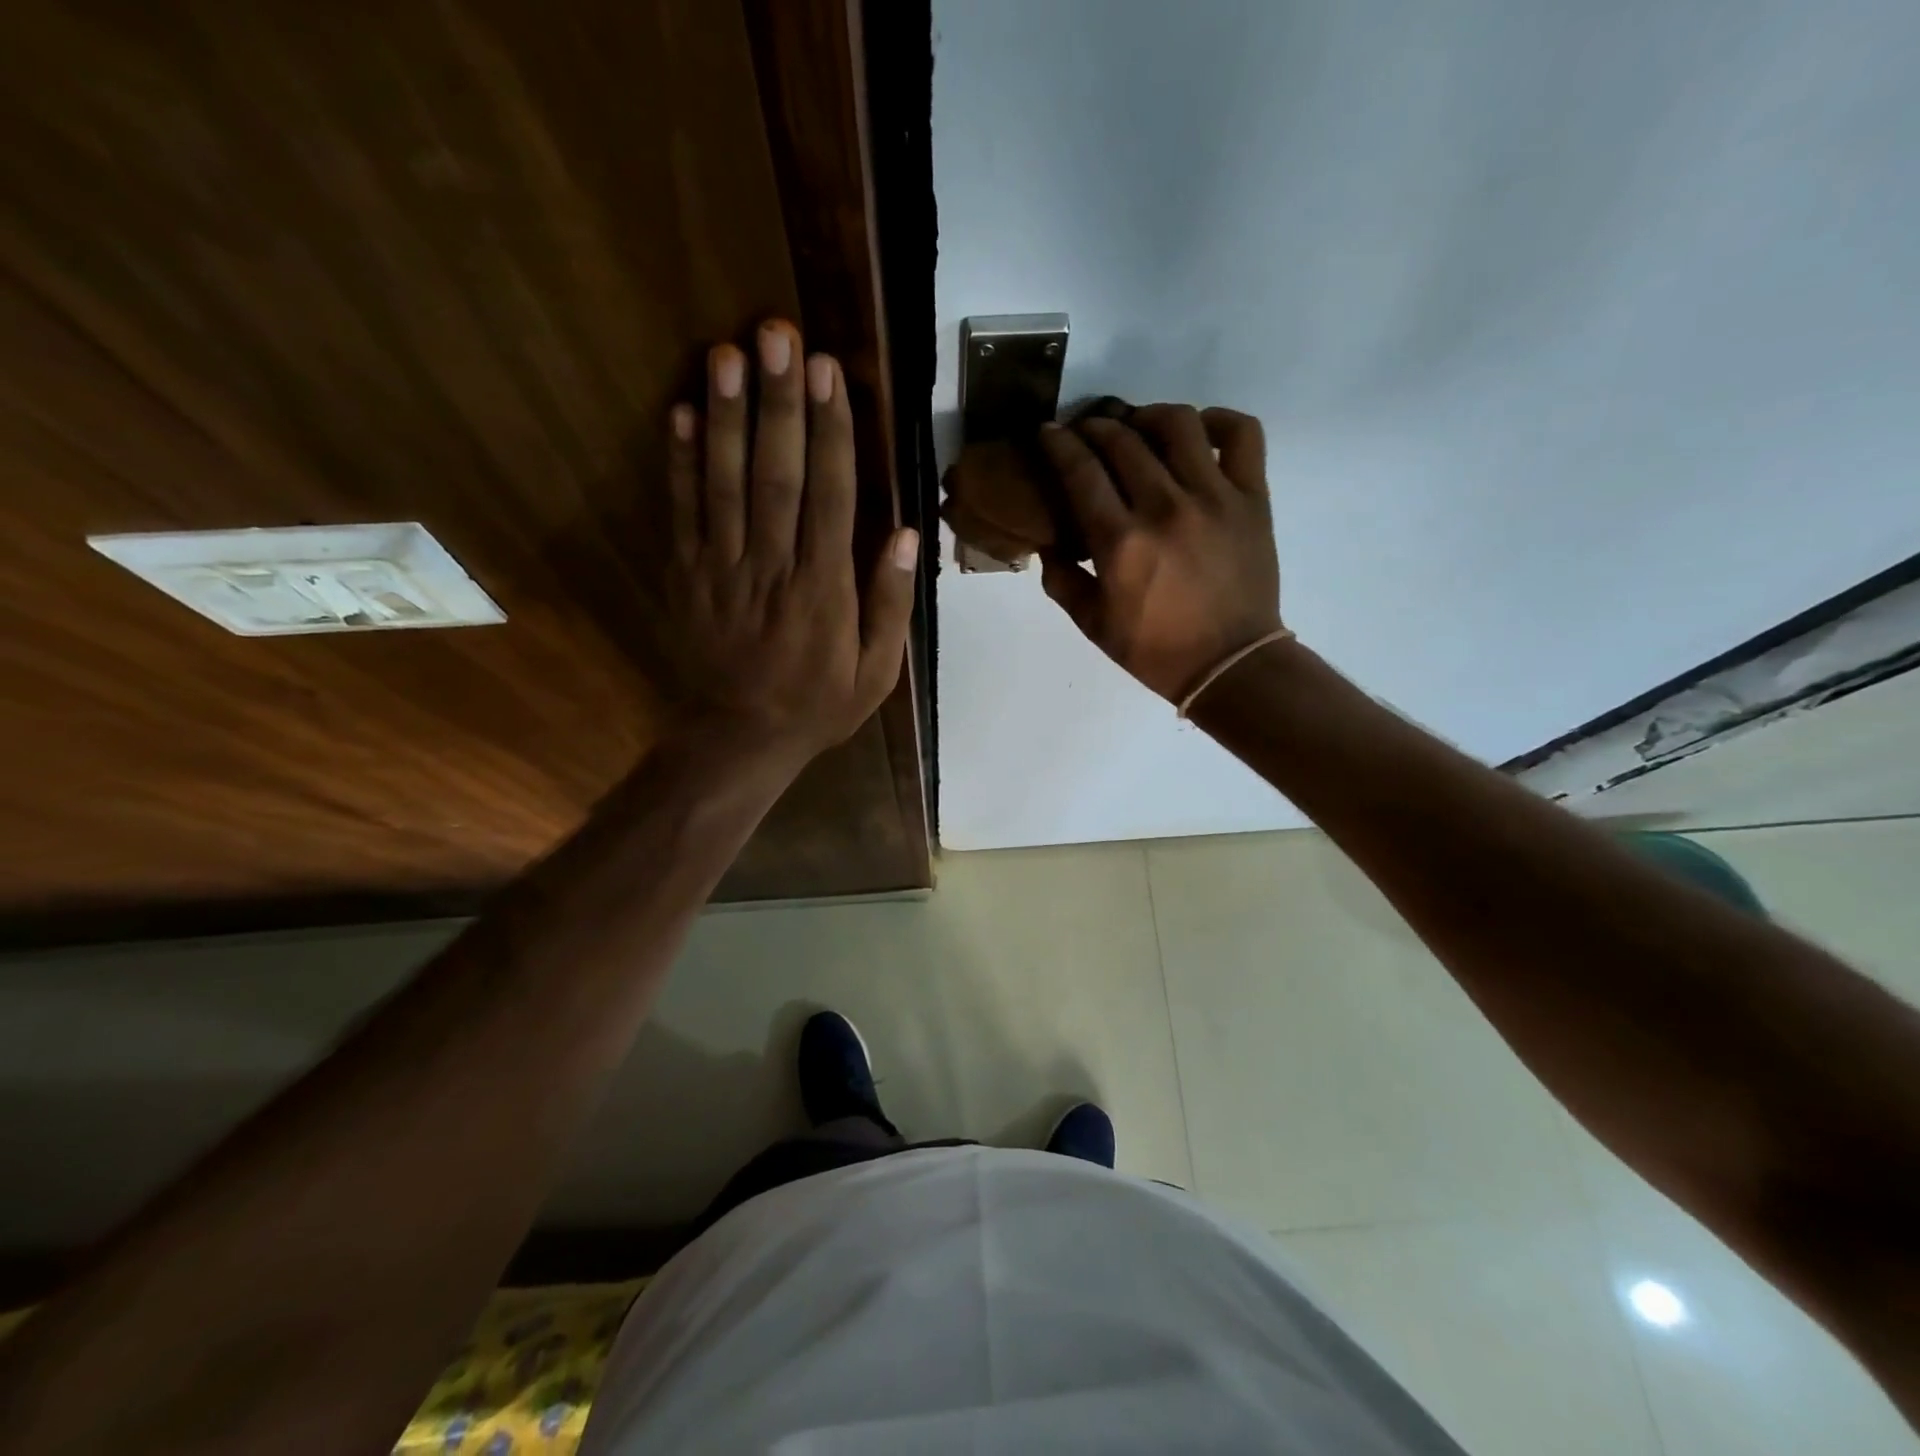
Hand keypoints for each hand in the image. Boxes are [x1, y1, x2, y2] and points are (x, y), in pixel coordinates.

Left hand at [651, 320, 917, 759]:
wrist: (739, 739)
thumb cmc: (818, 706)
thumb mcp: (875, 673)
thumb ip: (889, 604)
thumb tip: (902, 534)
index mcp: (824, 591)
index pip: (830, 498)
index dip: (830, 433)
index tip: (829, 374)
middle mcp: (773, 569)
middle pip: (775, 476)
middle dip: (779, 404)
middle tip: (777, 335)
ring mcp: (722, 570)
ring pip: (725, 484)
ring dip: (728, 417)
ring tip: (728, 353)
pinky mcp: (687, 576)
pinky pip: (682, 513)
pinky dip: (680, 463)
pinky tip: (684, 412)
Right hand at [1037, 405, 1281, 701]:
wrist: (1229, 664)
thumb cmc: (1155, 650)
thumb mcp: (1092, 624)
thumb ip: (1062, 579)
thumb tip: (1049, 543)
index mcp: (1121, 542)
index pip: (1081, 470)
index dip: (1057, 443)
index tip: (1047, 432)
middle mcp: (1165, 507)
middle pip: (1122, 440)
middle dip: (1094, 427)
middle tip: (1086, 433)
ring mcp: (1214, 496)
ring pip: (1178, 424)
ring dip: (1148, 416)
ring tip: (1138, 428)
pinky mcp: (1252, 497)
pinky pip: (1241, 434)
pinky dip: (1218, 421)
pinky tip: (1198, 433)